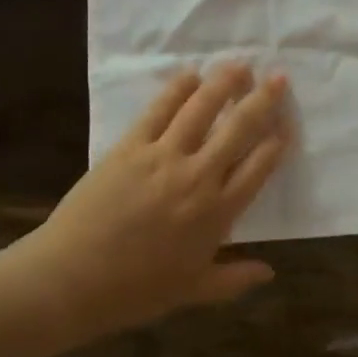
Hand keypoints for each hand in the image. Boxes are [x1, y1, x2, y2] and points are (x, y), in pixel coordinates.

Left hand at [25, 63, 290, 344]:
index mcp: (217, 213)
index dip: (277, 141)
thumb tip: (270, 271)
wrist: (70, 280)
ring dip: (223, 84)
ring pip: (201, 110)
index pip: (259, 167)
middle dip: (262, 101)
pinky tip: (190, 75)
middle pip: (238, 129)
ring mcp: (162, 157)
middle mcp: (197, 177)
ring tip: (239, 66)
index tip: (287, 122)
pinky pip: (159, 110)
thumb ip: (234, 280)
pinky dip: (177, 89)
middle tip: (278, 78)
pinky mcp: (130, 147)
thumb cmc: (135, 291)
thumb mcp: (192, 291)